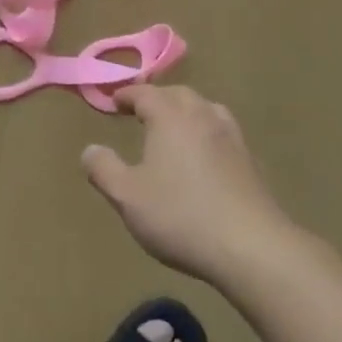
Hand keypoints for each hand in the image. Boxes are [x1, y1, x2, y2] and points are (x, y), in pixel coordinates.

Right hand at [82, 85, 290, 284]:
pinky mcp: (250, 162)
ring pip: (206, 109)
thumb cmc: (180, 215)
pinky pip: (223, 133)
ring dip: (186, 112)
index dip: (126, 95)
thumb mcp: (127, 196)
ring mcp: (231, 138)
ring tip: (174, 128)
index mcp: (170, 117)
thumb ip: (103, 169)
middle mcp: (202, 117)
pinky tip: (204, 156)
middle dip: (158, 99)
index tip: (113, 102)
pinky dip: (207, 134)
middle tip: (141, 112)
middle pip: (178, 95)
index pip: (145, 94)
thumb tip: (90, 149)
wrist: (252, 247)